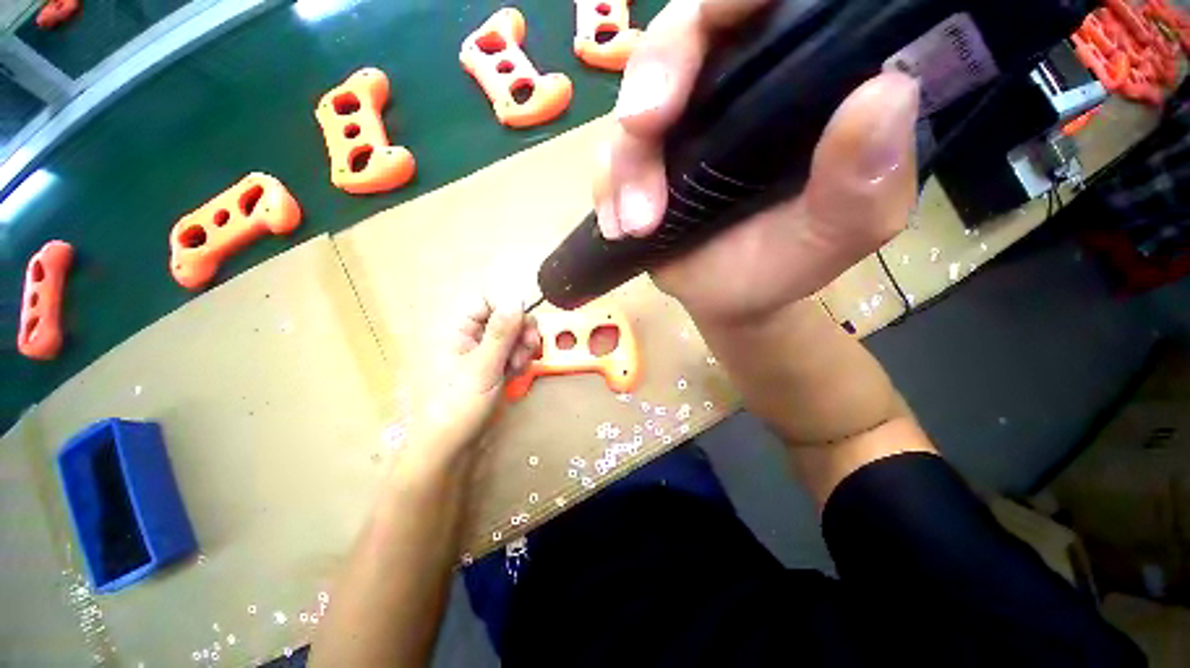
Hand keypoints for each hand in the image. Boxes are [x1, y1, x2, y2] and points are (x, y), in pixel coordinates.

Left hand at [411, 296, 541, 462]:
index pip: (486, 303)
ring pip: (511, 338)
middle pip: (504, 319)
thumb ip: (501, 332)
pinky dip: (519, 362)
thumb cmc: (460, 403)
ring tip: (519, 367)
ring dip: (522, 348)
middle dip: (520, 332)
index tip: (524, 326)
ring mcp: (483, 355)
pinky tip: (517, 374)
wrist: (451, 446)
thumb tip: (515, 299)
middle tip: (529, 348)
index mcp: (459, 331)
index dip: (507, 309)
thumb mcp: (483, 366)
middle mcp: (470, 338)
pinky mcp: (492, 369)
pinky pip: (512, 355)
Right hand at [594, 0, 920, 323]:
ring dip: (625, 163)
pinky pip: (606, 157)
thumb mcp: (838, 232)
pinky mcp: (639, 163)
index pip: (771, 6)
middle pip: (681, 35)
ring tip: (638, 224)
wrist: (728, 298)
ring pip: (631, 101)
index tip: (724, 10)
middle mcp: (733, 87)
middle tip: (644, 127)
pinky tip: (619, 228)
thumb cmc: (784, 265)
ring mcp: (678, 126)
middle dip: (656, 74)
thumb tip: (886, 93)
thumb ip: (865, 180)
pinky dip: (606, 189)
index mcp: (797, 83)